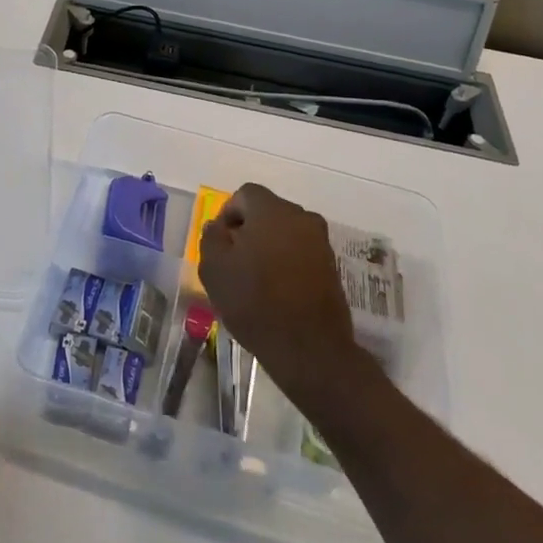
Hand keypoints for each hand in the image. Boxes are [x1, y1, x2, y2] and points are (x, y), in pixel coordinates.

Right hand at [199, 183, 362, 398]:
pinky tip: (277, 290)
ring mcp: (320, 241)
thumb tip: (218, 227)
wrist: (309, 348)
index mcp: (271, 209)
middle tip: (235, 260)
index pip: (244, 195)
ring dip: (269, 246)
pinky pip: (301, 252)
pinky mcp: (332, 265)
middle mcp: (301, 216)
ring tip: (256, 278)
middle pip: (268, 211)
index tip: (220, 243)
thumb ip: (211, 238)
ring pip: (286, 232)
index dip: (228, 215)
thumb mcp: (214, 269)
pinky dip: (287, 262)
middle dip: (249, 229)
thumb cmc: (254, 301)